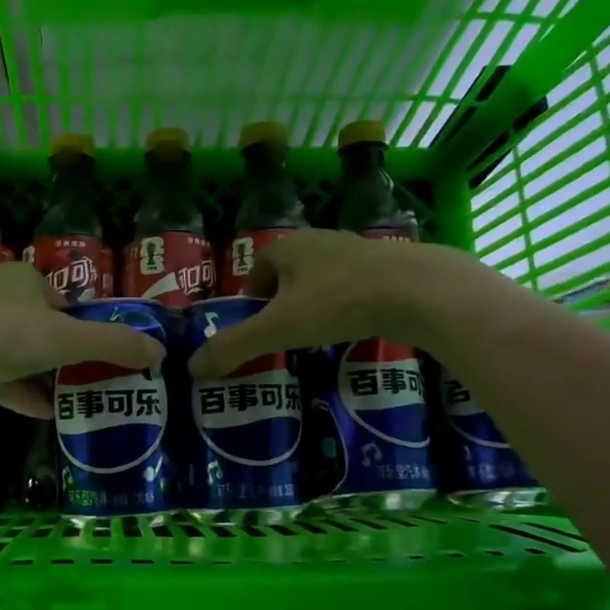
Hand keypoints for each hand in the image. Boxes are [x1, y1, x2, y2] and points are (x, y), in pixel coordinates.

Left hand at [0, 261, 165, 416]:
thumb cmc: (3, 334)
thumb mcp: (67, 338)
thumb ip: (114, 344)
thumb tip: (160, 352)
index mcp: (21, 278)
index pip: (61, 297)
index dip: (83, 322)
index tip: (101, 350)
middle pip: (39, 326)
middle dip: (64, 353)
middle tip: (92, 377)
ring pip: (16, 353)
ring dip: (43, 376)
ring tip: (74, 399)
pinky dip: (20, 393)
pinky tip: (44, 414)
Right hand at [187, 228, 435, 378]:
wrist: (418, 291)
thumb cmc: (337, 303)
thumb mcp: (277, 329)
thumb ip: (233, 348)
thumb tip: (192, 369)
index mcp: (288, 245)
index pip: (258, 268)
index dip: (252, 298)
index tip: (258, 329)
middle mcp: (319, 239)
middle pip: (289, 273)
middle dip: (283, 303)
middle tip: (286, 337)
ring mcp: (357, 250)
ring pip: (323, 279)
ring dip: (315, 304)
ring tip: (319, 336)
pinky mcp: (388, 266)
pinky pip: (354, 286)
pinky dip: (347, 306)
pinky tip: (355, 329)